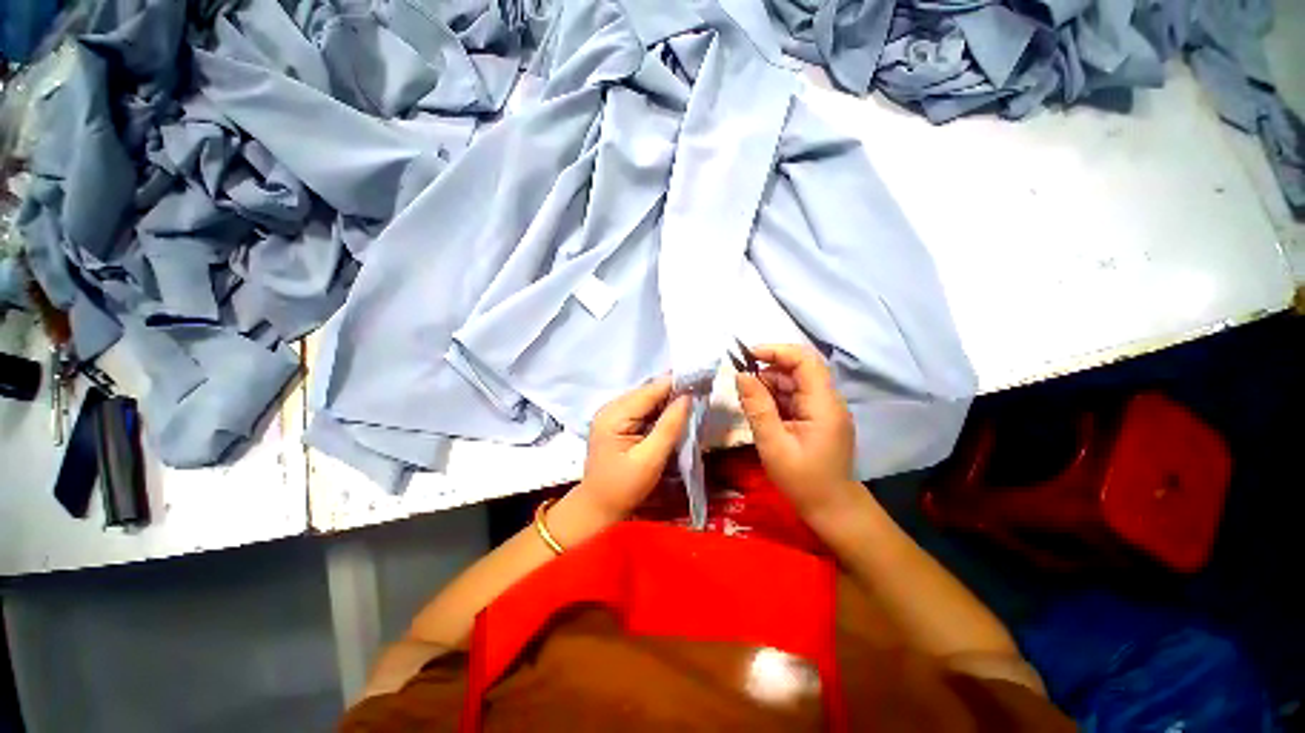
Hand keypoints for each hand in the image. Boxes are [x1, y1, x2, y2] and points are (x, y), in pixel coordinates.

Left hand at [571, 377, 690, 526]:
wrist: (598, 508)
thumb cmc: (624, 487)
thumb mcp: (650, 459)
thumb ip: (669, 427)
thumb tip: (687, 397)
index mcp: (615, 415)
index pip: (650, 390)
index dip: (676, 383)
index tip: (702, 379)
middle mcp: (611, 408)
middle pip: (648, 391)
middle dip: (674, 390)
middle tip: (701, 390)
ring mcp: (613, 414)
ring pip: (647, 399)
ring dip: (669, 400)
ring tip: (693, 399)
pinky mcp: (618, 423)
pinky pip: (643, 409)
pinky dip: (660, 410)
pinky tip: (675, 413)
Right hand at [735, 344, 860, 524]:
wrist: (832, 509)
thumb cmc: (803, 481)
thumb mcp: (773, 445)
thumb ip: (757, 408)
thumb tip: (741, 375)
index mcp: (823, 404)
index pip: (805, 361)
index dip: (776, 351)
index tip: (747, 356)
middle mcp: (827, 400)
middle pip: (799, 369)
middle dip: (768, 370)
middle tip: (741, 384)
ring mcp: (823, 409)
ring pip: (794, 382)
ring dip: (769, 385)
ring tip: (748, 401)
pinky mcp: (817, 417)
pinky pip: (794, 397)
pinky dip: (775, 399)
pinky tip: (760, 411)